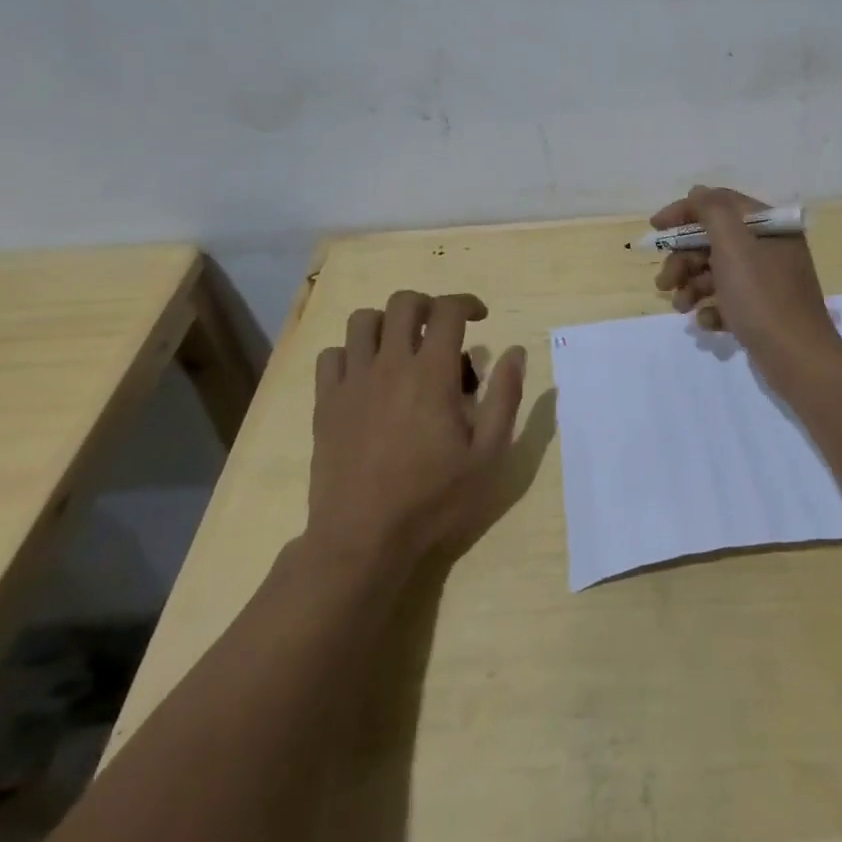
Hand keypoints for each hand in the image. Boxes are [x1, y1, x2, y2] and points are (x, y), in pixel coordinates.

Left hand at [306, 290, 526, 566]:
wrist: (362, 538)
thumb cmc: (433, 498)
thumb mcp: (488, 455)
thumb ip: (505, 397)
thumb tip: (515, 352)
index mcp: (432, 373)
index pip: (448, 310)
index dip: (468, 303)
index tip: (480, 317)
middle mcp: (390, 364)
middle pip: (403, 303)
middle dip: (427, 304)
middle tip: (441, 328)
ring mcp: (352, 382)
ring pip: (362, 321)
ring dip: (386, 323)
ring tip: (401, 347)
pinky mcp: (325, 403)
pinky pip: (331, 355)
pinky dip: (350, 354)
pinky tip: (365, 376)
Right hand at [651, 186, 841, 382]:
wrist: (797, 359)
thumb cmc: (762, 296)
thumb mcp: (734, 245)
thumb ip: (712, 211)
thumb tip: (697, 192)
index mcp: (769, 226)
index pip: (720, 204)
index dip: (684, 212)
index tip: (655, 227)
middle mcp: (770, 248)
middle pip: (714, 241)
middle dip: (684, 259)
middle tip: (664, 281)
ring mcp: (767, 281)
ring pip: (717, 272)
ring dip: (692, 286)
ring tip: (681, 307)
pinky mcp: (763, 310)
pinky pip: (728, 300)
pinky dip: (712, 308)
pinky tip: (708, 322)